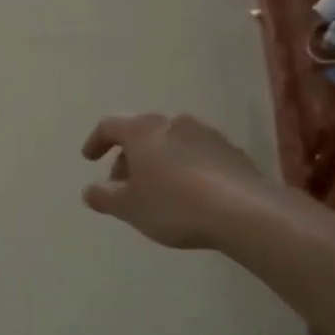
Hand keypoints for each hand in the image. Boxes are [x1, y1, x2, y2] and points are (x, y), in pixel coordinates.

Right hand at [81, 113, 265, 249]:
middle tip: (123, 186)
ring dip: (157, 163)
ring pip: (170, 144)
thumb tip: (89, 190)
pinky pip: (196, 155)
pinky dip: (184, 169)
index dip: (96, 141)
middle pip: (141, 134)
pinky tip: (188, 196)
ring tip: (156, 192)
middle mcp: (173, 123)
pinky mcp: (231, 151)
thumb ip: (104, 197)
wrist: (245, 212)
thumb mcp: (129, 207)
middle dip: (128, 158)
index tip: (89, 159)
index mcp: (143, 130)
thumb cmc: (174, 205)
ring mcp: (205, 134)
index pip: (110, 125)